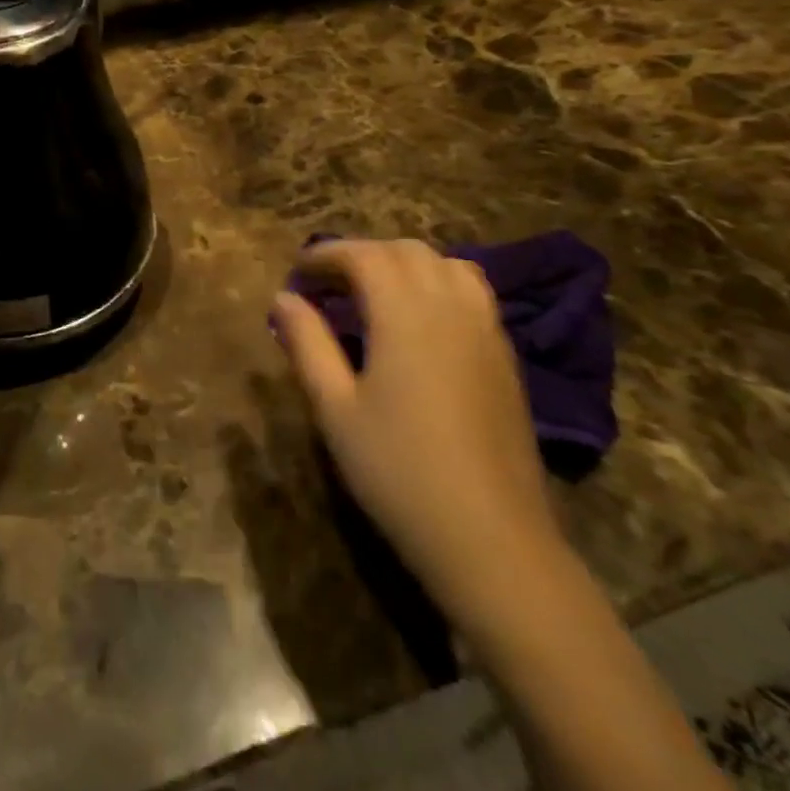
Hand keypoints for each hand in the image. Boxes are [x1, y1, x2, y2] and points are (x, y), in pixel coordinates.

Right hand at [271, 238, 563, 616]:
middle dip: (363, 254)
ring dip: (405, 264)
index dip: (327, 254)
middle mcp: (451, 308)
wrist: (491, 539)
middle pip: (407, 251)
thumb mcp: (335, 408)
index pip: (364, 256)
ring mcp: (487, 331)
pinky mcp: (506, 358)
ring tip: (375, 293)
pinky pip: (472, 293)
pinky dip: (438, 284)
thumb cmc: (398, 471)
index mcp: (405, 314)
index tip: (298, 270)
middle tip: (328, 282)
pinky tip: (419, 322)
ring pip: (448, 265)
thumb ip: (307, 344)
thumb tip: (283, 298)